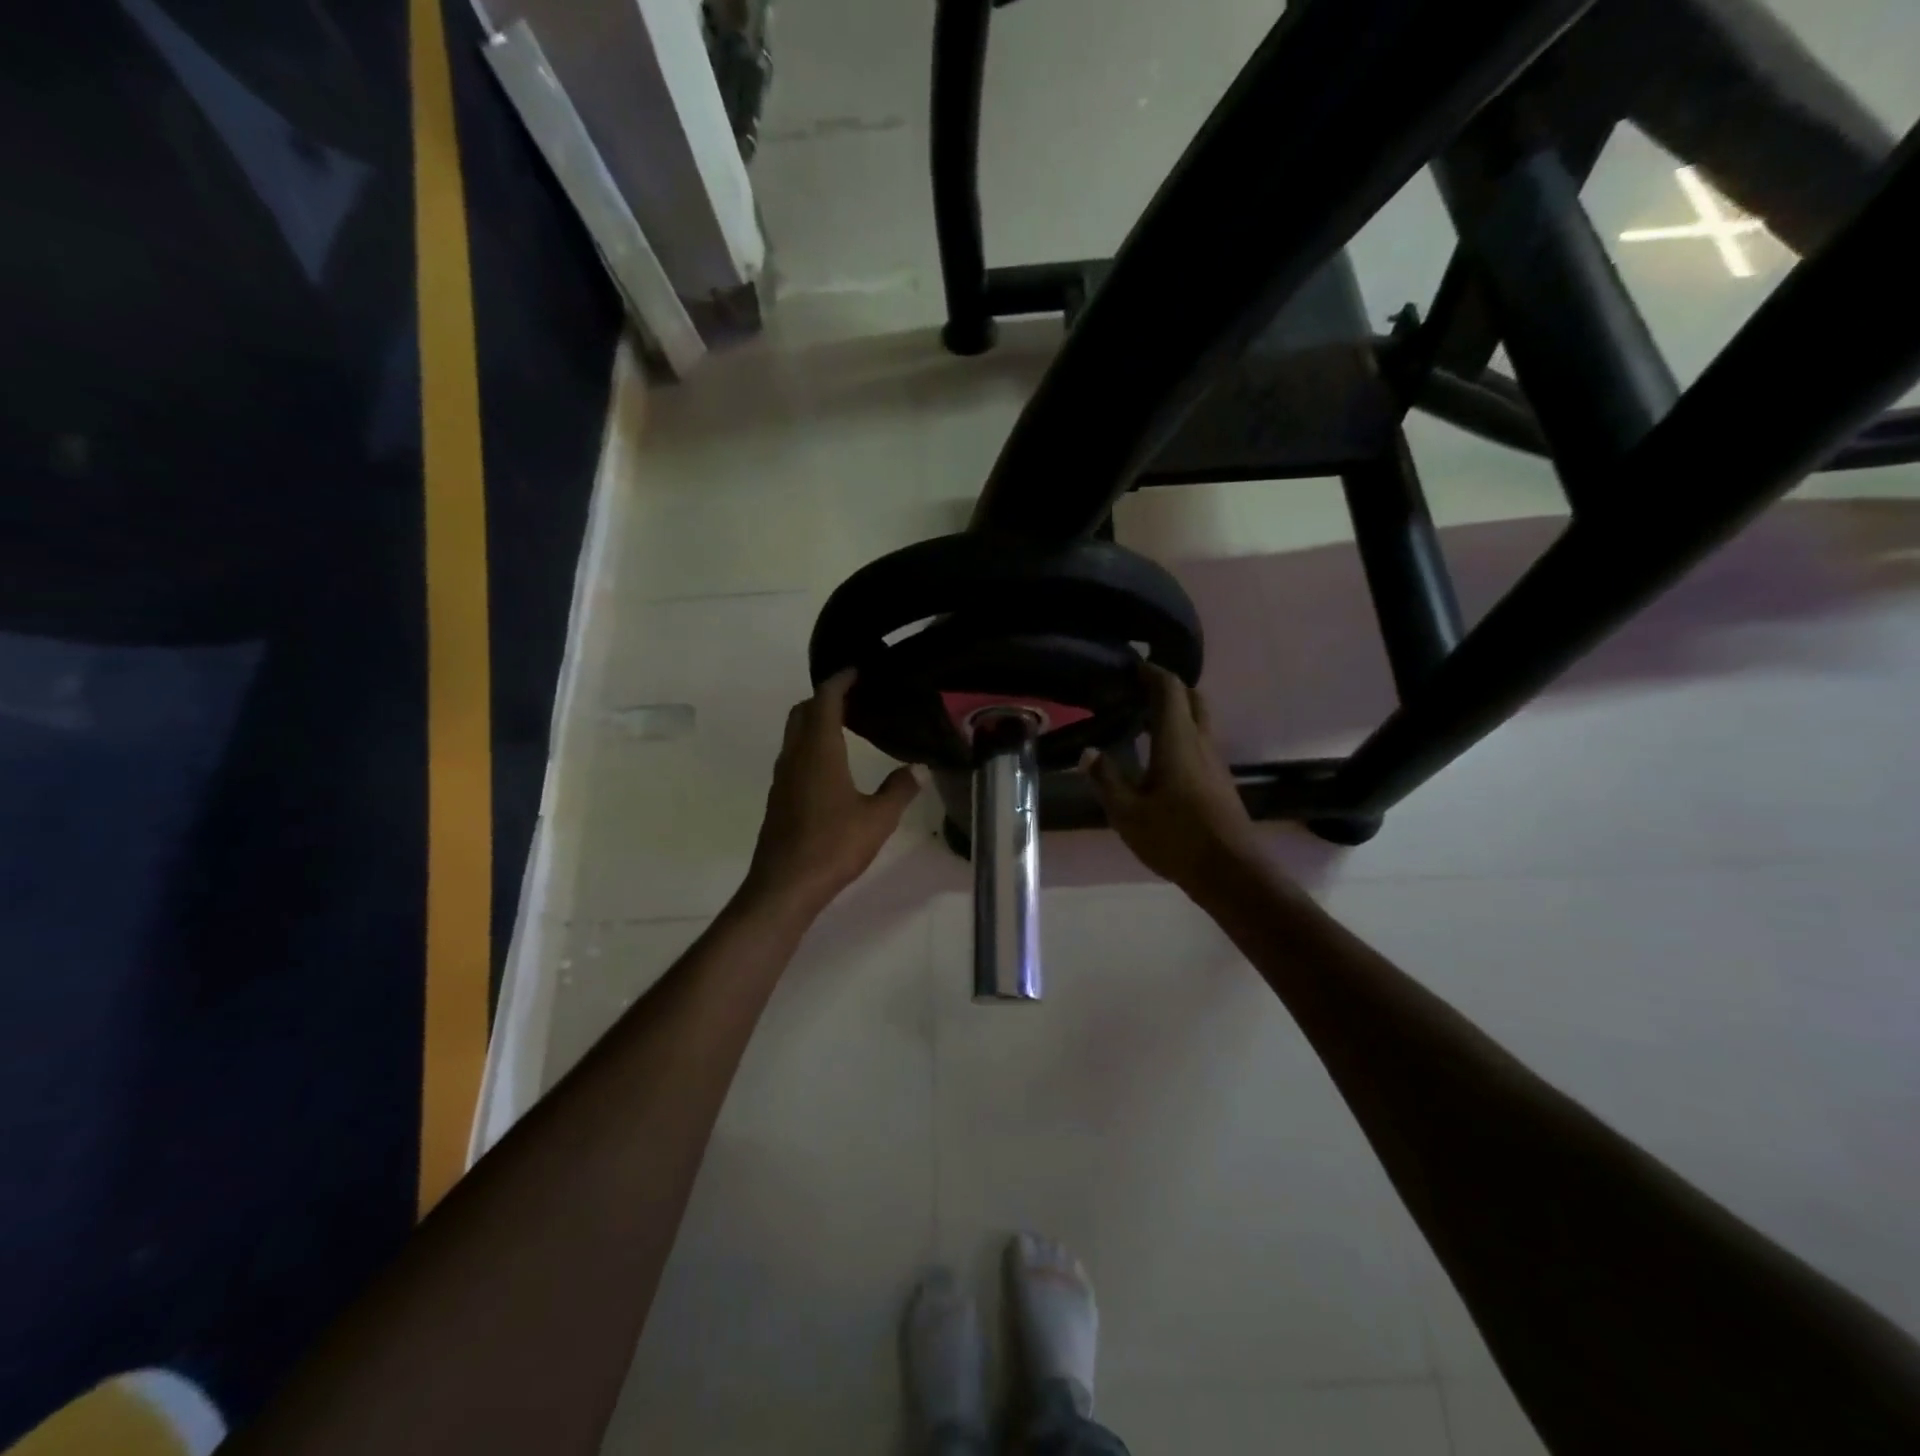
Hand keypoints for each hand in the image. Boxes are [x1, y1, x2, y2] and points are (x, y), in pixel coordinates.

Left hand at [743, 670, 921, 918]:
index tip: (858, 670)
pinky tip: (834, 763)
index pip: (824, 699)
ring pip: (795, 733)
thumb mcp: (878, 819)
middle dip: (826, 697)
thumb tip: (917, 769)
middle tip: (858, 697)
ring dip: (816, 720)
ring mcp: (783, 776)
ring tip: (849, 724)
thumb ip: (899, 789)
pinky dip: (811, 743)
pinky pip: (794, 754)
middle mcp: (796, 756)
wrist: (785, 885)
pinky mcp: (780, 796)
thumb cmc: (833, 846)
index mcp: (819, 751)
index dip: (840, 680)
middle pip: (803, 711)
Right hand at [1086, 665, 1257, 893]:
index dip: (1152, 672)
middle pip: (1191, 699)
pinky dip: (1181, 734)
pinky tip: (1161, 756)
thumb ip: (1106, 779)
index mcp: (1177, 740)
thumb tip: (1088, 752)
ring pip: (1199, 721)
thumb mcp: (1127, 812)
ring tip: (1143, 720)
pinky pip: (1200, 743)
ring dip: (1176, 711)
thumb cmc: (1175, 837)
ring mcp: (1215, 762)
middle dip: (1167, 687)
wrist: (1230, 871)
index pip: (1169, 689)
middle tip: (1138, 690)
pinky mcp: (1220, 781)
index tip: (1131, 666)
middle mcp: (1201, 742)